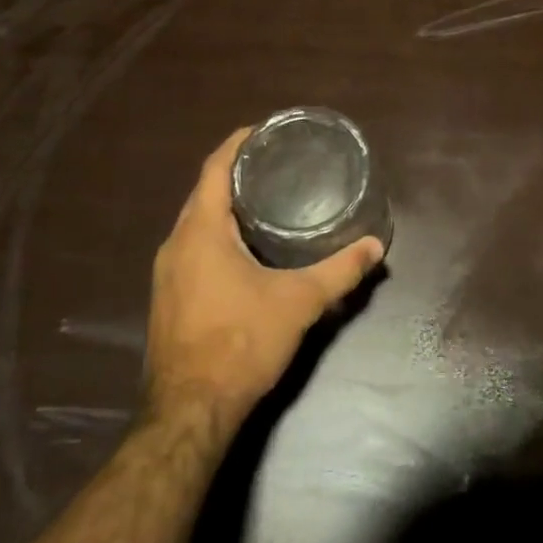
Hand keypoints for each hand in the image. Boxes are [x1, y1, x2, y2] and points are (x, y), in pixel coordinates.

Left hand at [144, 127, 384, 430]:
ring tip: (269, 199)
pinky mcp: (169, 297)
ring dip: (227, 206)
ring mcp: (167, 273)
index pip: (215, 167)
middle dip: (238, 173)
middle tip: (279, 164)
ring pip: (197, 222)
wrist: (188, 413)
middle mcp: (176, 244)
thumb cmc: (240, 343)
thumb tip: (375, 246)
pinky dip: (218, 234)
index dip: (239, 142)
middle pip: (205, 192)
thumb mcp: (299, 302)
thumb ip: (339, 271)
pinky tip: (248, 248)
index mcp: (200, 231)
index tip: (267, 129)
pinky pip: (193, 247)